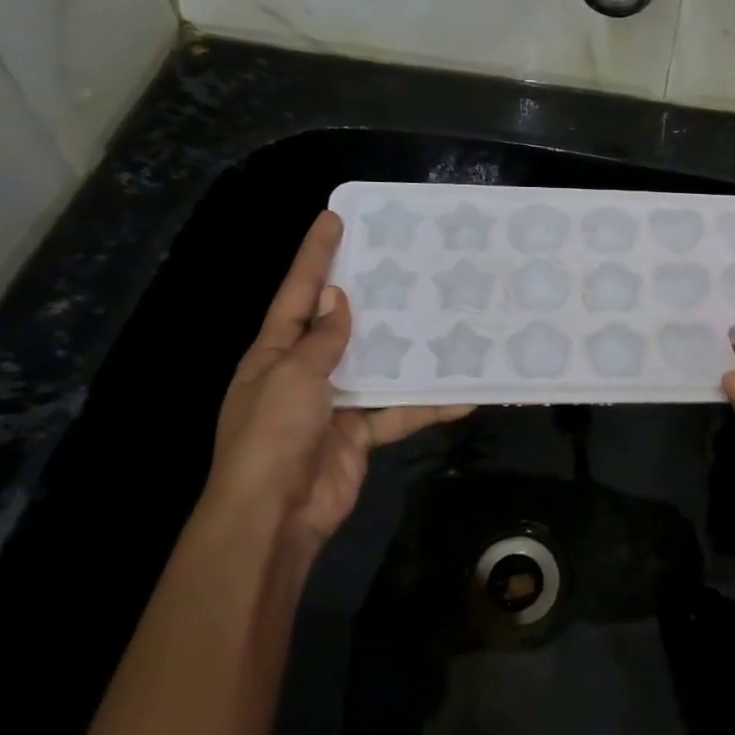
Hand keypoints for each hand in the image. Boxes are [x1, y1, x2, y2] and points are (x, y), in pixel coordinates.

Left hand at [201, 210, 470, 551]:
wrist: (275, 518)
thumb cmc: (272, 437)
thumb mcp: (292, 377)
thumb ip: (320, 339)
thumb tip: (335, 298)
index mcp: (274, 352)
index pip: (297, 293)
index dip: (315, 255)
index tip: (335, 217)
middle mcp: (302, 372)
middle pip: (339, 324)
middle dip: (366, 294)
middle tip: (401, 261)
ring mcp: (333, 404)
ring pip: (376, 365)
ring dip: (406, 349)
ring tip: (442, 317)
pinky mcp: (360, 434)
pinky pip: (397, 412)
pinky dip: (426, 405)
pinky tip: (462, 395)